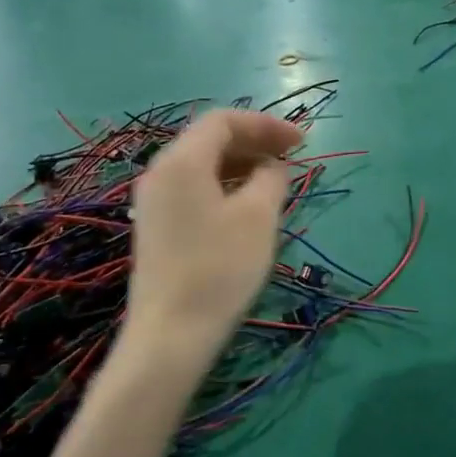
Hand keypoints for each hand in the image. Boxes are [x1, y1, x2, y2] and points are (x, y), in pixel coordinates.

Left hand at [122, 110, 302, 379]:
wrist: (170, 335)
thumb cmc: (219, 268)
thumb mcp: (258, 217)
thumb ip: (271, 178)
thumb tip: (272, 166)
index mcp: (181, 160)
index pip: (223, 121)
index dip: (265, 125)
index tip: (301, 142)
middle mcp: (160, 172)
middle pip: (210, 139)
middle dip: (254, 142)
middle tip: (292, 157)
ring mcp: (154, 201)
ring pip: (202, 165)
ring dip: (241, 164)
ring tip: (276, 181)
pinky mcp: (157, 226)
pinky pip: (193, 188)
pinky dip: (224, 184)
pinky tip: (248, 206)